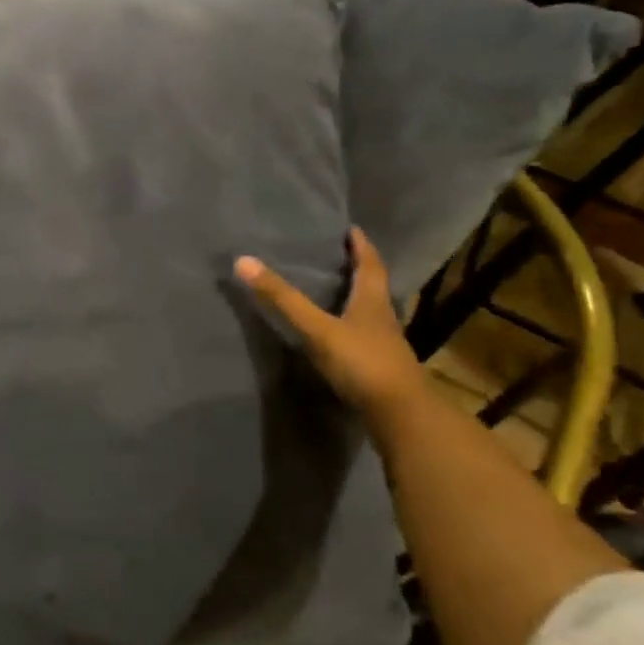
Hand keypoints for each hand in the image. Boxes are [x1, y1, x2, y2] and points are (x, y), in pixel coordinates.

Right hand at [235, 228, 425, 417]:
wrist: (399, 414)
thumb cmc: (361, 362)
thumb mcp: (316, 328)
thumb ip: (282, 299)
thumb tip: (243, 260)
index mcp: (372, 301)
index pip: (369, 264)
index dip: (361, 246)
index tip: (352, 230)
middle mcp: (382, 318)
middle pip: (373, 286)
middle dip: (360, 269)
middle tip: (341, 256)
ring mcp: (384, 344)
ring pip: (371, 312)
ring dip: (357, 299)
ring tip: (338, 291)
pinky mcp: (380, 367)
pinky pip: (365, 337)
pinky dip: (353, 327)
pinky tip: (339, 334)